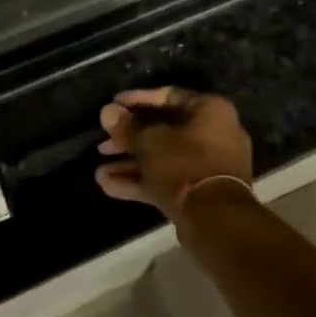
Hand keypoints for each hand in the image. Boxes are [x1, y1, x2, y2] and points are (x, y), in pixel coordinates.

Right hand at [94, 87, 253, 219]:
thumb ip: (127, 127)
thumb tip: (107, 112)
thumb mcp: (149, 142)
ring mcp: (209, 166)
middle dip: (129, 139)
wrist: (216, 220)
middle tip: (103, 144)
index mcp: (210, 110)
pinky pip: (169, 179)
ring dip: (131, 164)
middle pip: (164, 130)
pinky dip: (143, 181)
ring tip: (99, 171)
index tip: (113, 105)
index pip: (168, 96)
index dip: (137, 100)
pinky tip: (109, 186)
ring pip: (164, 158)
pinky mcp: (201, 193)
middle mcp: (214, 133)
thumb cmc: (184, 164)